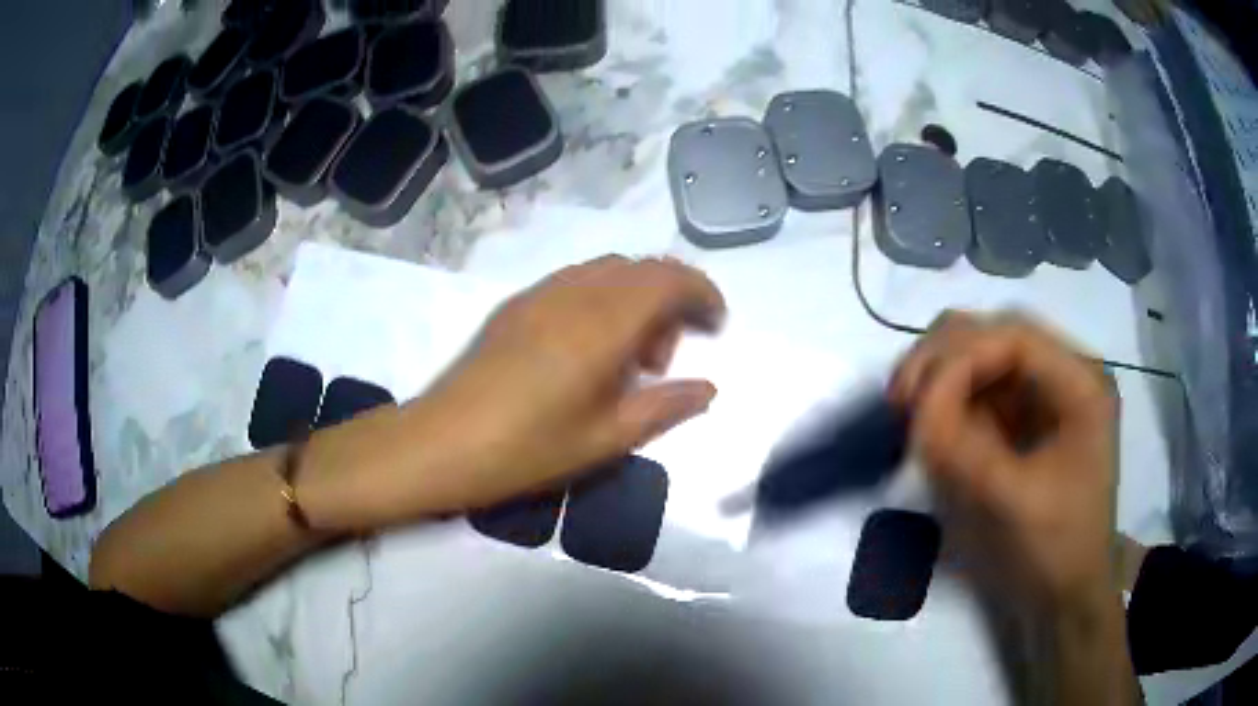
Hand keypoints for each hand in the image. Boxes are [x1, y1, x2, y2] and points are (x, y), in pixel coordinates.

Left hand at [300, 256, 725, 530]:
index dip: (702, 294)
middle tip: (667, 356)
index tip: (716, 326)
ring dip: (635, 298)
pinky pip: (576, 281)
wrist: (441, 444)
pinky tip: (588, 349)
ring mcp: (540, 294)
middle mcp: (575, 293)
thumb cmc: (528, 449)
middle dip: (671, 298)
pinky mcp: (516, 305)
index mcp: (604, 323)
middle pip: (641, 268)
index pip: (669, 280)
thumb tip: (708, 388)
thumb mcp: (606, 439)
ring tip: (627, 357)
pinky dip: (602, 299)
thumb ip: (665, 406)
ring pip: (608, 271)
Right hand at [890, 312, 1119, 611]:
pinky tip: (923, 423)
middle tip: (899, 403)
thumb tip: (914, 405)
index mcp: (1081, 385)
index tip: (914, 402)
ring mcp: (1041, 393)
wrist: (1063, 594)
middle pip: (993, 332)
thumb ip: (962, 450)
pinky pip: (974, 387)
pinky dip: (942, 399)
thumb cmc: (1052, 553)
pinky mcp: (1019, 417)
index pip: (1014, 336)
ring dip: (937, 375)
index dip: (960, 357)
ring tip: (905, 413)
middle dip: (942, 360)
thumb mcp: (1010, 505)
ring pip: (978, 352)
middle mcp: (1063, 373)